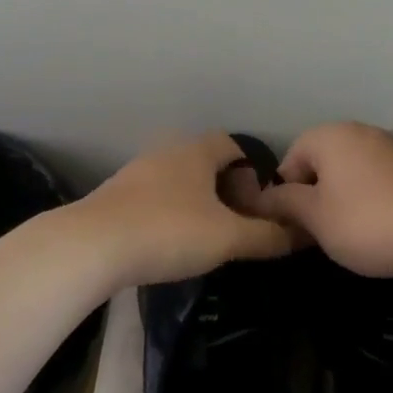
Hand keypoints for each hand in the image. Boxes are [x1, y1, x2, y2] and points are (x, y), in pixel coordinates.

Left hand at [74, 133, 297, 288]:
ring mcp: (135, 175)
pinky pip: (155, 200)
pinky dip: (171, 216)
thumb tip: (302, 235)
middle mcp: (165, 154)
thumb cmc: (168, 231)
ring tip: (209, 239)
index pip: (234, 146)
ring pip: (179, 183)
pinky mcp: (115, 199)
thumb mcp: (227, 238)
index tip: (260, 206)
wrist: (91, 246)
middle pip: (206, 164)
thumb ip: (266, 236)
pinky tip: (171, 245)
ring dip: (198, 205)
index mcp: (195, 151)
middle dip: (227, 192)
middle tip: (239, 225)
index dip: (253, 173)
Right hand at [255, 122, 392, 278]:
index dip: (284, 195)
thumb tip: (259, 198)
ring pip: (345, 174)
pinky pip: (371, 180)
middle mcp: (357, 131)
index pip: (289, 160)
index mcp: (329, 135)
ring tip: (344, 233)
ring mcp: (387, 147)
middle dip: (312, 197)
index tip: (294, 225)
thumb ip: (282, 202)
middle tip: (316, 231)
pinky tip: (373, 227)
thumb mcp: (314, 216)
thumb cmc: (366, 221)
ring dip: (338, 200)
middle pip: (318, 164)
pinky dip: (365, 200)